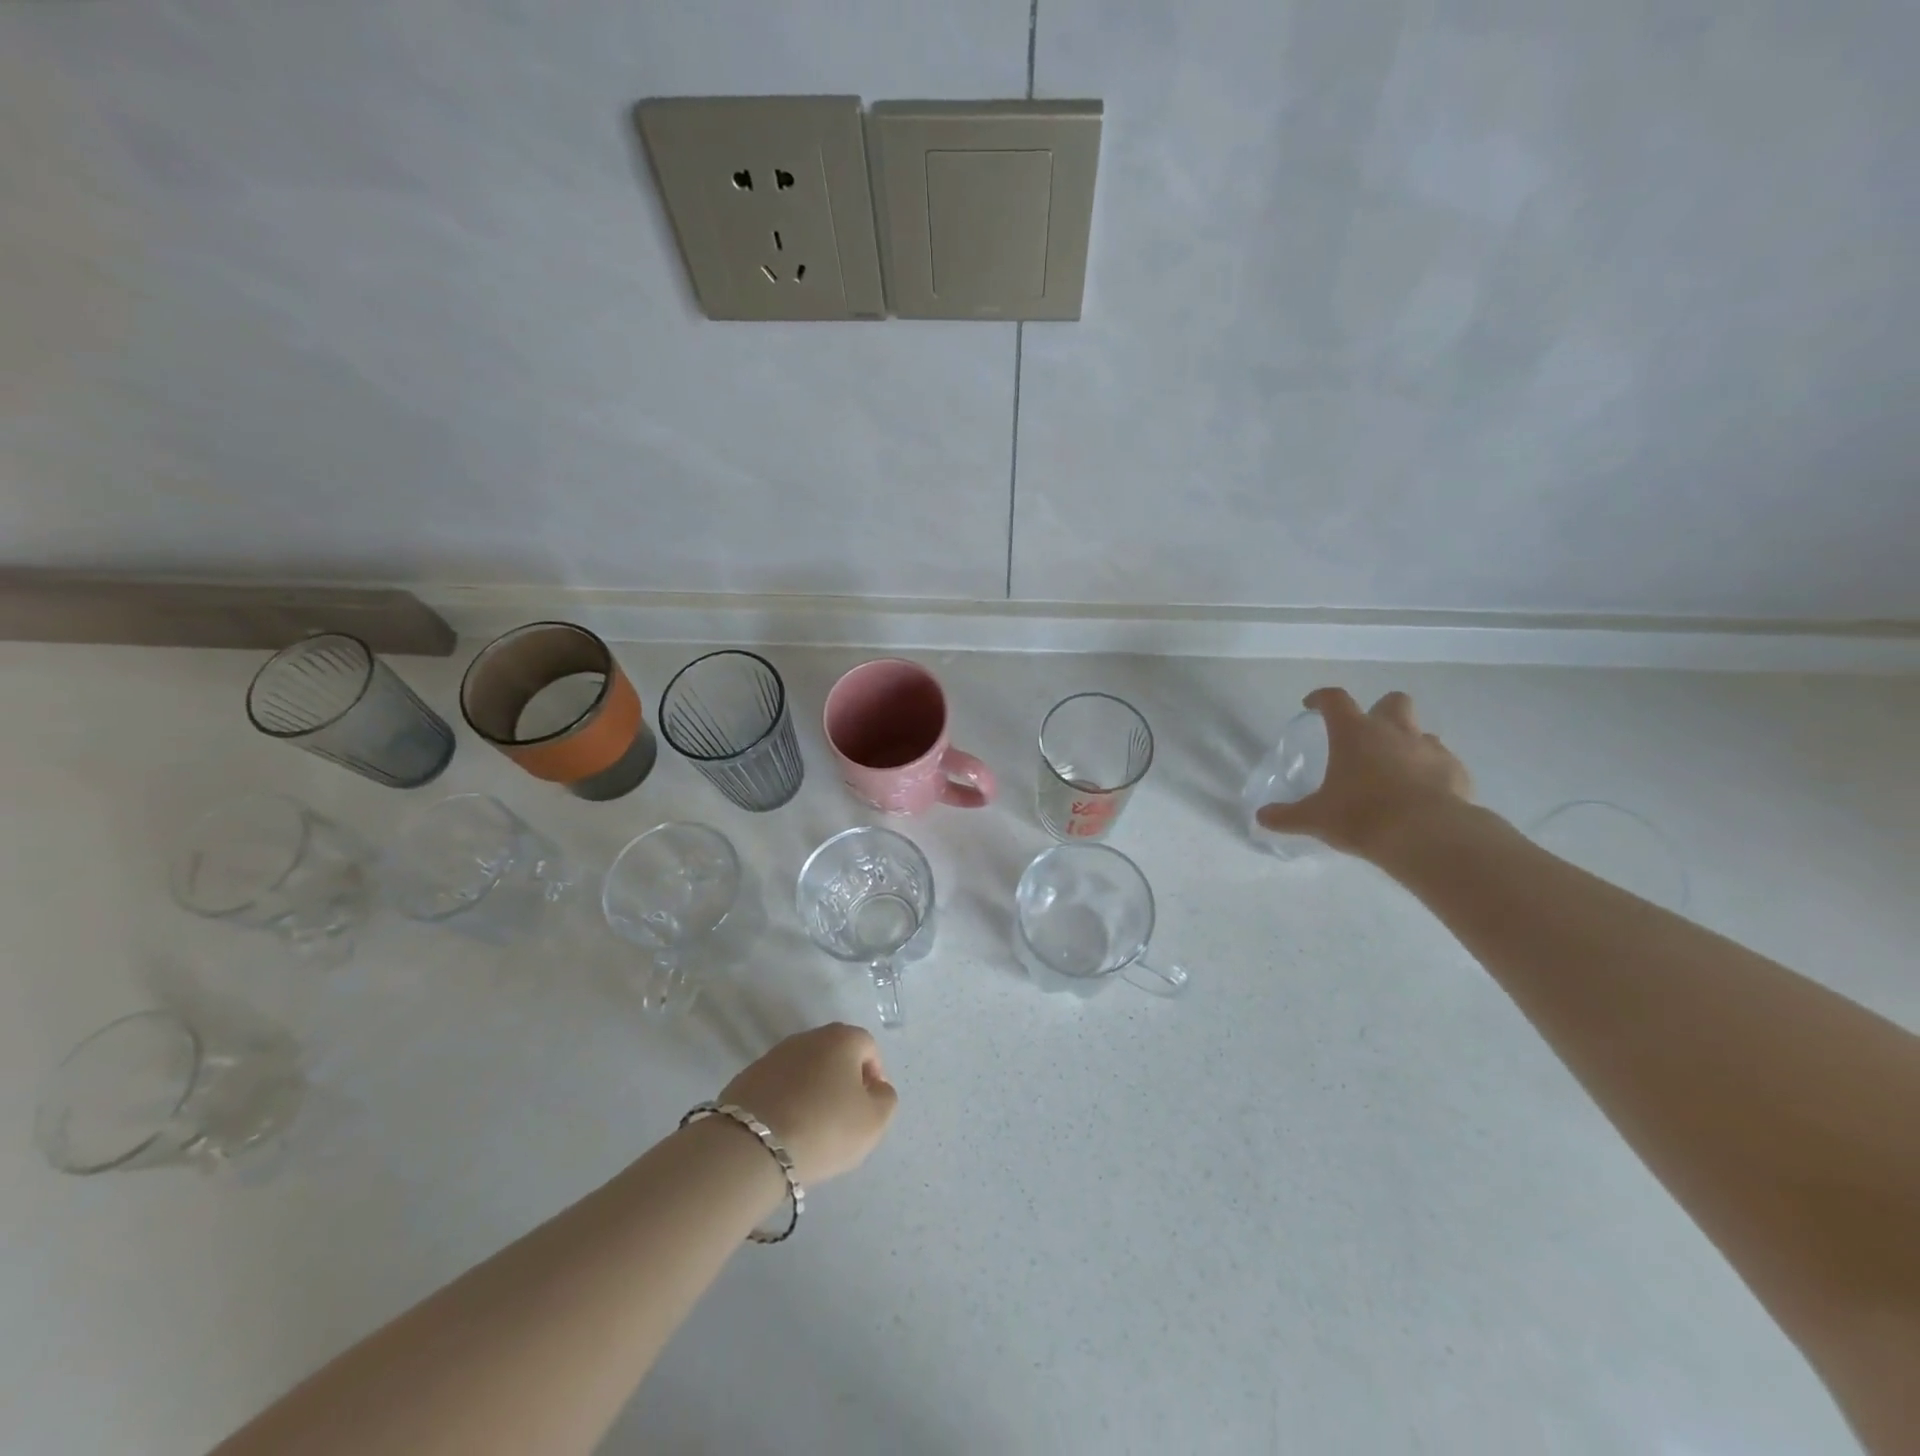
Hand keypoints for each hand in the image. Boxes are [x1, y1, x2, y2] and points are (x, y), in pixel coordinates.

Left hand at [719, 1023, 897, 1185]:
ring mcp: (773, 1055)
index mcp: (842, 1038)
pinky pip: (778, 1086)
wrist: (752, 1146)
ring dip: (813, 1091)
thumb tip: (875, 1088)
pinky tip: (785, 1130)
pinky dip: (786, 1102)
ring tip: (812, 1128)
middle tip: (843, 1118)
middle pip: (835, 1055)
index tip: (869, 1108)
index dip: (875, 1076)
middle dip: (843, 1082)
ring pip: (805, 1070)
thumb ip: (886, 1099)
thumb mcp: (874, 1121)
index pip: (868, 1047)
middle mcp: (807, 1037)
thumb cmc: (825, 1128)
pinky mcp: (747, 1077)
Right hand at [1256, 688, 1472, 860]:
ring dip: (1407, 743)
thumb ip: (1288, 815)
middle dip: (1380, 711)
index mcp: (1354, 733)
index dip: (1321, 698)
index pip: (1334, 700)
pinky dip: (1430, 771)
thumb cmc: (1361, 816)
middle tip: (1367, 736)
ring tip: (1394, 770)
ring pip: (1420, 731)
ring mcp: (1429, 748)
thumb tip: (1262, 817)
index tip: (1312, 705)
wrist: (1427, 835)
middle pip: (1392, 702)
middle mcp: (1393, 731)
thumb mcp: (1315, 818)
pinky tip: (1421, 793)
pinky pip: (1443, 761)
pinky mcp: (1455, 771)